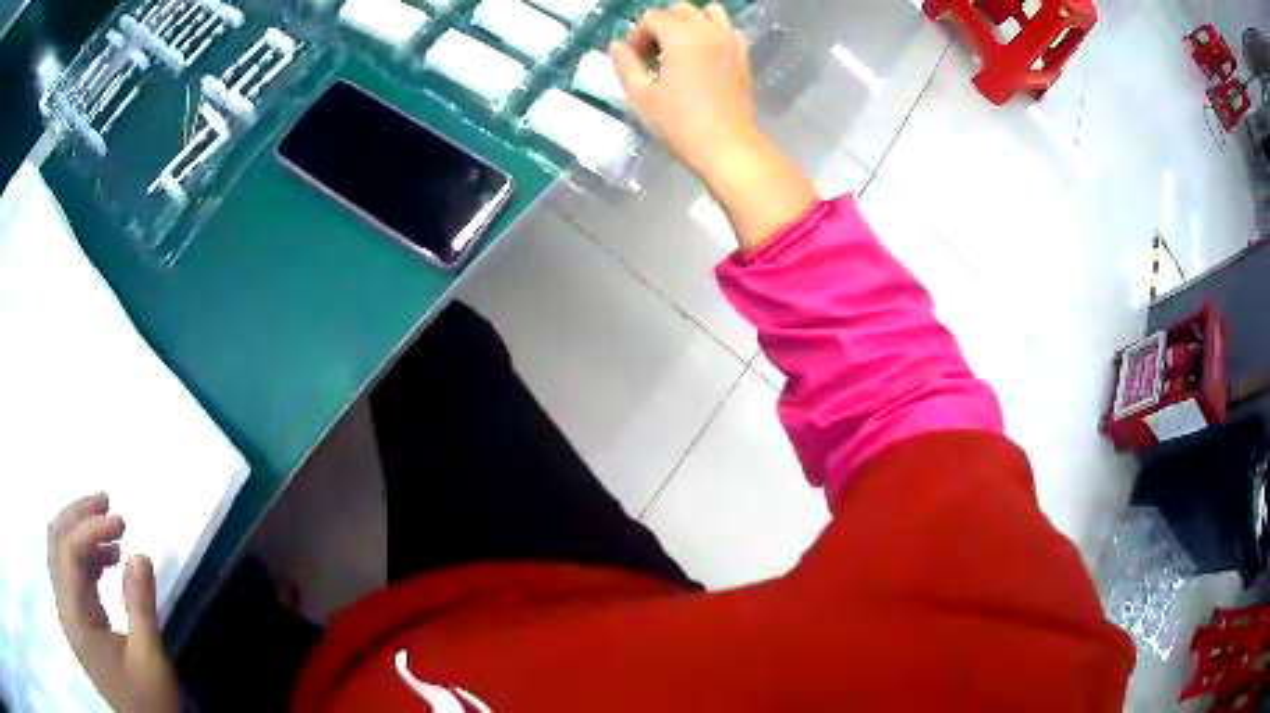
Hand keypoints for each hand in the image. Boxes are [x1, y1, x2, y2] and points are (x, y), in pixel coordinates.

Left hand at [48, 493, 178, 712]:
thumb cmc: (149, 704)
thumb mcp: (150, 661)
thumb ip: (141, 606)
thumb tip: (139, 554)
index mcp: (74, 619)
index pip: (68, 553)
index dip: (89, 528)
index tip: (120, 519)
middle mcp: (64, 608)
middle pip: (57, 543)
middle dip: (78, 516)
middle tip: (107, 502)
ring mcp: (68, 614)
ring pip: (61, 553)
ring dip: (81, 532)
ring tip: (110, 524)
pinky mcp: (77, 620)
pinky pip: (72, 574)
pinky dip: (86, 557)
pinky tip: (108, 558)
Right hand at [609, 2, 758, 176]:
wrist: (726, 145)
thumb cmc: (679, 123)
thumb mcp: (640, 96)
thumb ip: (625, 64)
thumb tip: (617, 45)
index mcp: (681, 37)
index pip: (652, 18)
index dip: (637, 35)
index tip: (634, 59)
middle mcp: (708, 31)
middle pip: (680, 9)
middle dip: (662, 25)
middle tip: (654, 54)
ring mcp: (730, 42)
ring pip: (709, 12)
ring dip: (690, 22)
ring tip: (681, 48)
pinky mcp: (743, 56)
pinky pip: (728, 29)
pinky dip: (714, 32)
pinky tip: (704, 55)